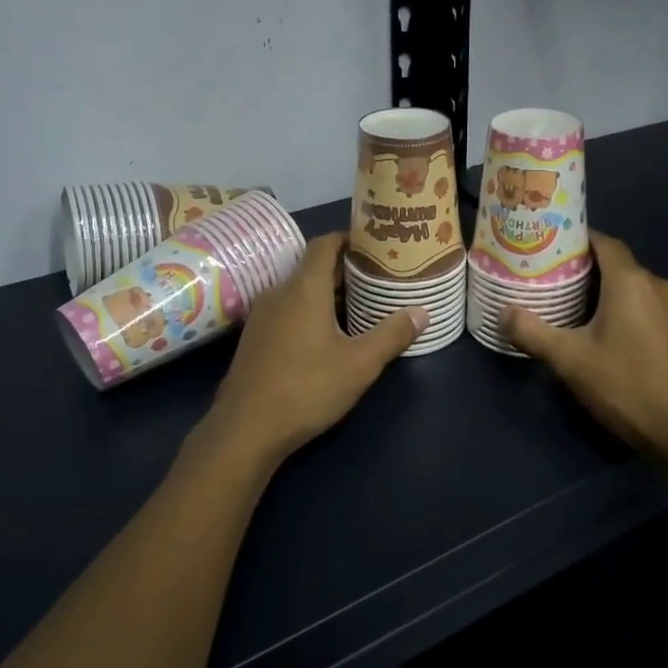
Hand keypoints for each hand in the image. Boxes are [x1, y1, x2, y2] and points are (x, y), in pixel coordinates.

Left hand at [200, 234, 426, 474]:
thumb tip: (422, 312)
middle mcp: (279, 293)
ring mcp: (263, 316)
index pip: (324, 244)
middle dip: (346, 270)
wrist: (245, 429)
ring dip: (328, 293)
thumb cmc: (306, 388)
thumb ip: (392, 334)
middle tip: (378, 278)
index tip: (375, 245)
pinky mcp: (255, 338)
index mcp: (304, 288)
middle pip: (314, 267)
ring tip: (360, 305)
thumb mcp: (359, 364)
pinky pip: (287, 310)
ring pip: (300, 291)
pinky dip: (310, 311)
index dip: (349, 238)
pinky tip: (329, 335)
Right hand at [501, 231, 667, 466]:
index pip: (603, 241)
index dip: (575, 240)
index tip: (547, 248)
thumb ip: (532, 333)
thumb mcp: (570, 361)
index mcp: (631, 281)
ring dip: (605, 292)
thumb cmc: (628, 387)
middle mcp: (658, 285)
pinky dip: (625, 310)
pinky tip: (606, 334)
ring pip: (633, 287)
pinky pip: (648, 307)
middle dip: (584, 269)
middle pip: (617, 264)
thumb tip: (502, 313)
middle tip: (550, 279)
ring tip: (572, 307)